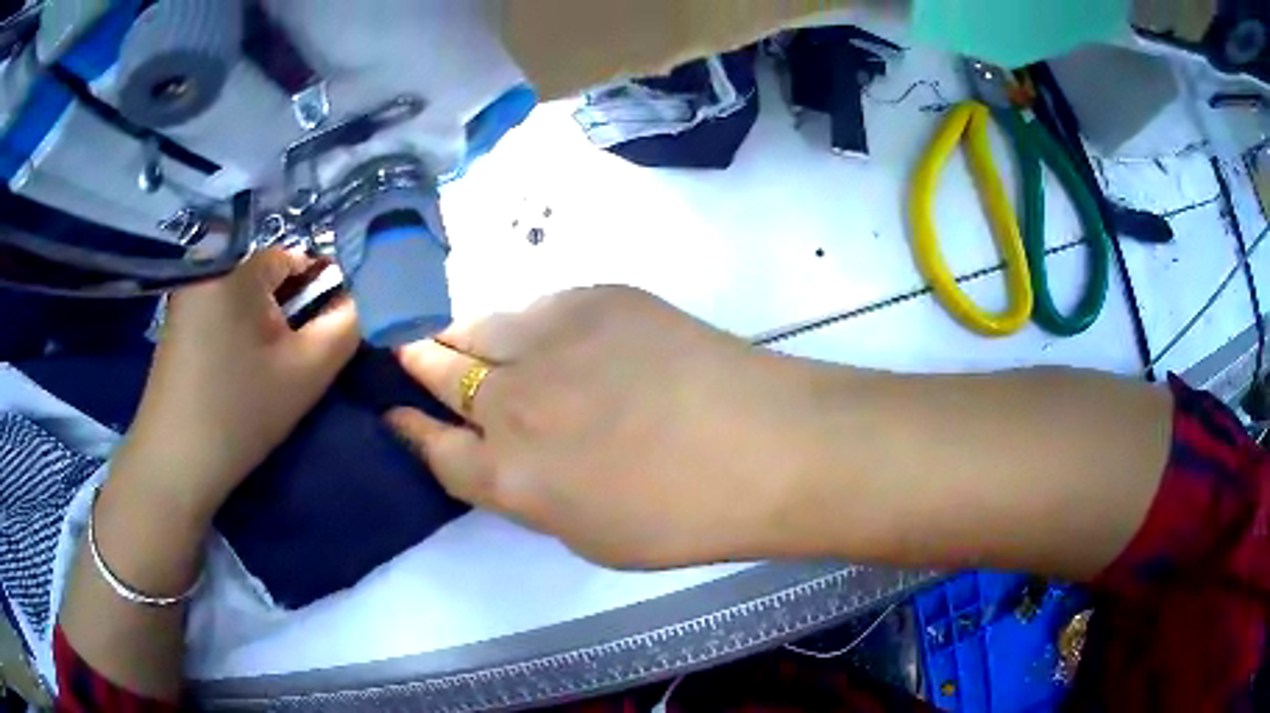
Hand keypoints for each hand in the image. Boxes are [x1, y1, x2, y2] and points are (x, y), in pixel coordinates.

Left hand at [119, 249, 359, 522]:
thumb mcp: (306, 372)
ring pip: (245, 297)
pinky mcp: (176, 323)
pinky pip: (222, 312)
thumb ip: (347, 326)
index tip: (324, 336)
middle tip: (293, 362)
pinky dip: (238, 333)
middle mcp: (207, 267)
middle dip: (289, 312)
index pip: (295, 258)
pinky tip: (237, 374)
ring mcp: (186, 295)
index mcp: (235, 265)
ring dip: (264, 325)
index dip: (319, 293)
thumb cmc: (239, 413)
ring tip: (265, 372)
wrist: (174, 465)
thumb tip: (364, 299)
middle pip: (267, 277)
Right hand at [385, 287, 818, 568]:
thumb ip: (533, 493)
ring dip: (458, 334)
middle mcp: (512, 404)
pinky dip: (522, 320)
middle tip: (408, 353)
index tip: (394, 414)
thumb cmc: (685, 516)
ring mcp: (550, 341)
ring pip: (477, 326)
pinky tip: (537, 329)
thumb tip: (508, 459)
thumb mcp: (590, 535)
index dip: (410, 430)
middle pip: (440, 373)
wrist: (764, 447)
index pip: (436, 449)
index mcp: (511, 478)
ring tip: (457, 333)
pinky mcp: (592, 298)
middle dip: (417, 363)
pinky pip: (535, 306)